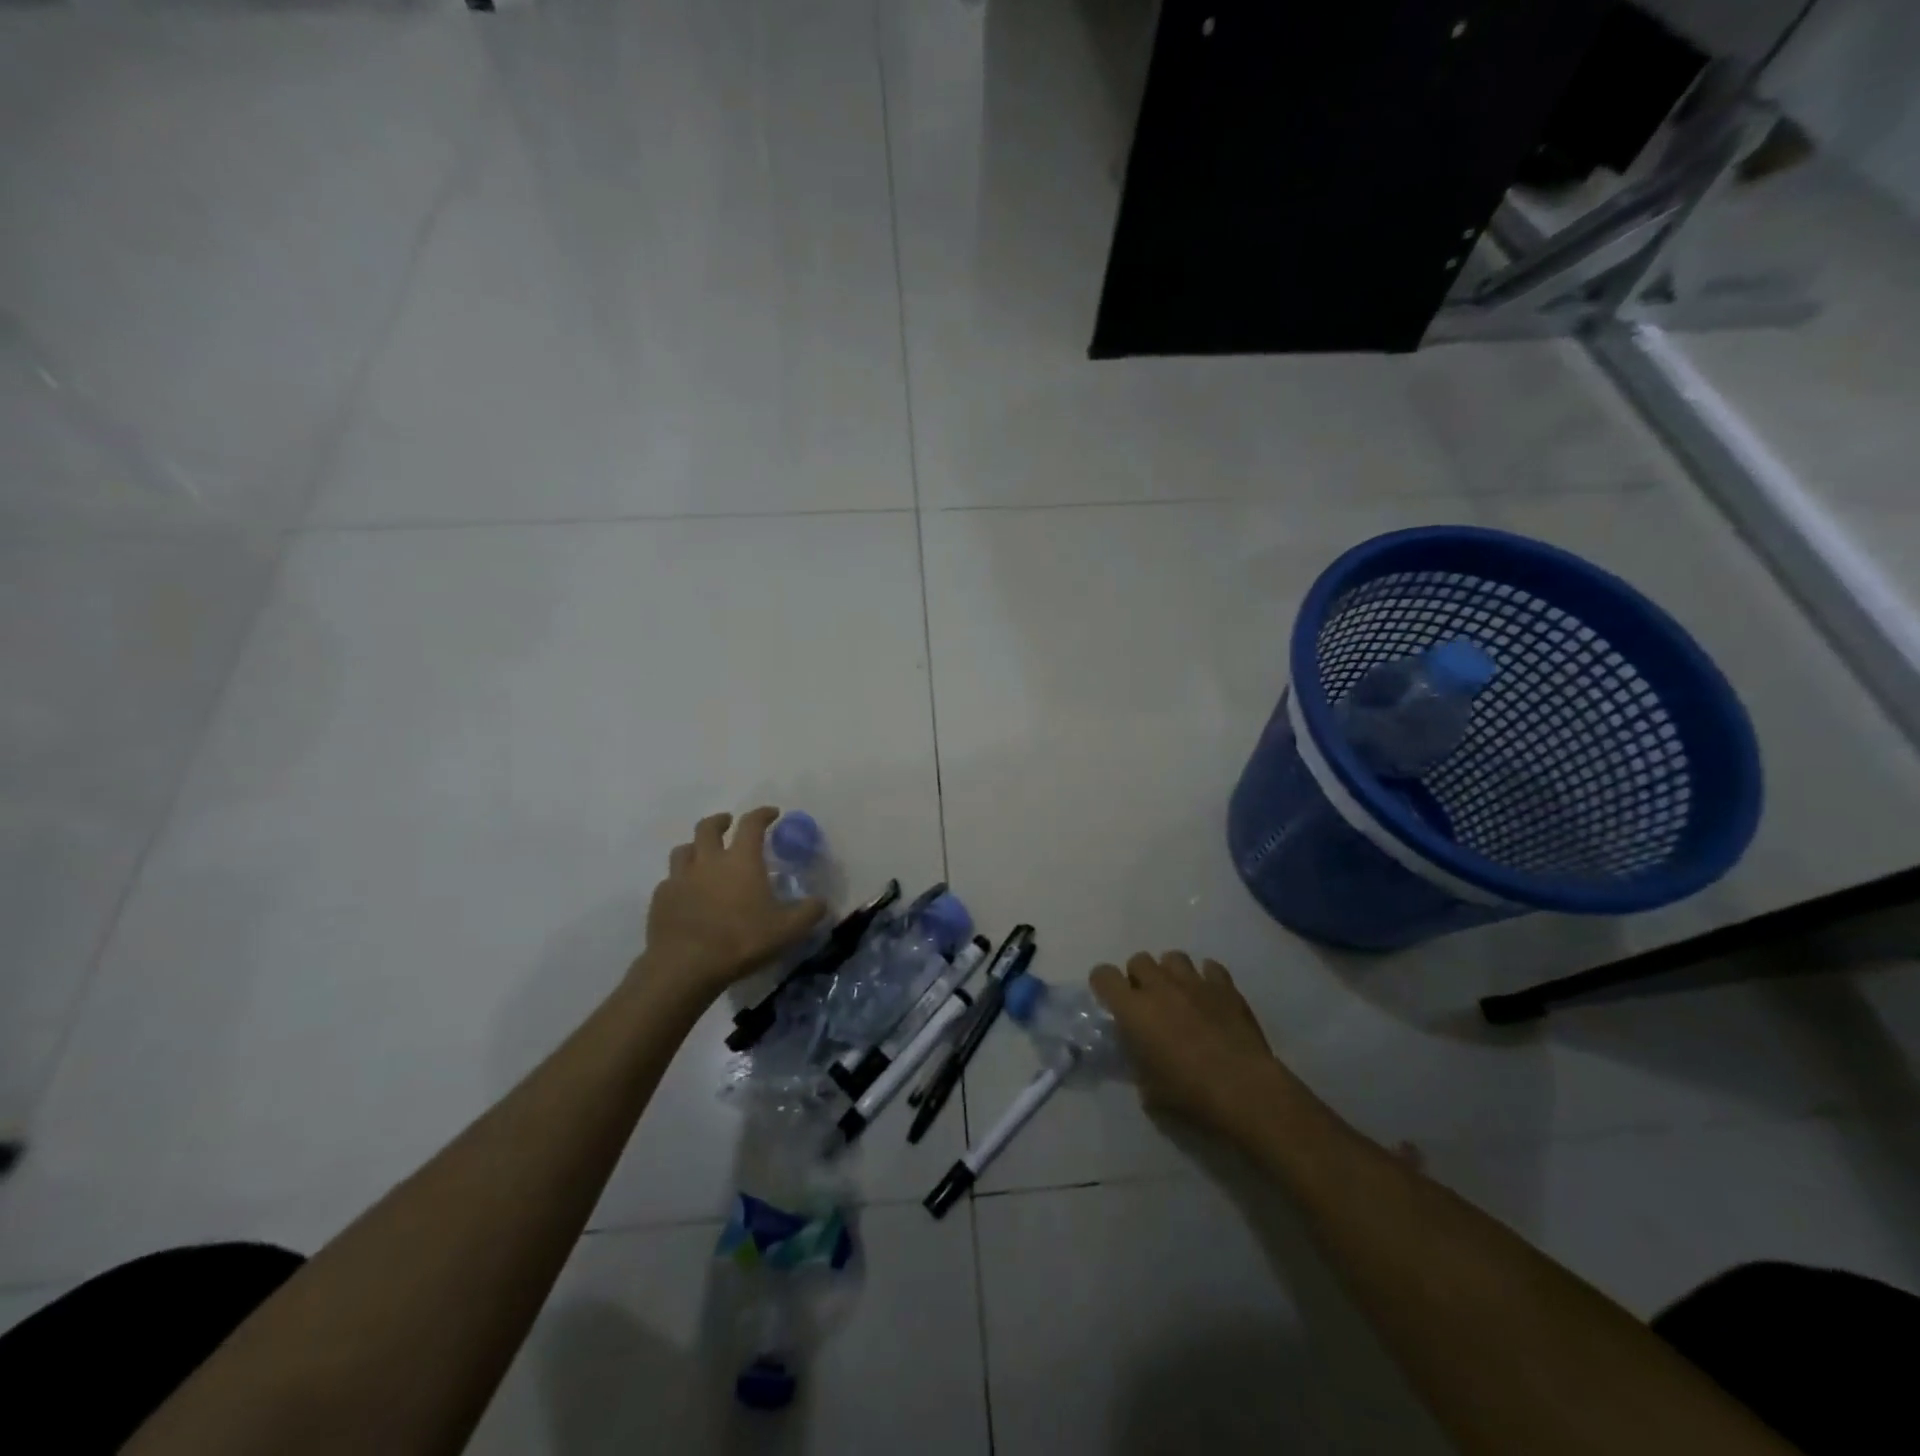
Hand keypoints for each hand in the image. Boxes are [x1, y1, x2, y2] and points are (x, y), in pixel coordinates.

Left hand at [638, 808, 826, 1001]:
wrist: (685, 966)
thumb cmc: (741, 940)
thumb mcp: (788, 930)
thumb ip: (809, 912)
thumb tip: (821, 902)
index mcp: (741, 860)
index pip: (752, 824)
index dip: (763, 814)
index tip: (772, 813)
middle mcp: (708, 861)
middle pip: (707, 827)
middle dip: (720, 821)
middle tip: (728, 824)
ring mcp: (680, 878)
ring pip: (683, 850)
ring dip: (695, 847)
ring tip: (703, 856)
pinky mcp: (660, 899)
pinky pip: (669, 881)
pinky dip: (679, 880)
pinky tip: (686, 894)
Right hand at [1090, 952, 1287, 1137]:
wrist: (1245, 1091)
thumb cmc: (1190, 1095)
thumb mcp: (1149, 1090)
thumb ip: (1139, 1063)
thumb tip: (1142, 1057)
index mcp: (1133, 1009)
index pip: (1103, 975)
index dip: (1103, 985)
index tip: (1111, 1002)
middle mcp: (1160, 986)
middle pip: (1138, 960)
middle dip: (1139, 978)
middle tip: (1149, 1003)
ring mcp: (1194, 982)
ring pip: (1173, 957)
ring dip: (1170, 973)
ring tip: (1179, 996)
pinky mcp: (1226, 987)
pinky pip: (1210, 968)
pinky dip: (1206, 979)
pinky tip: (1210, 998)